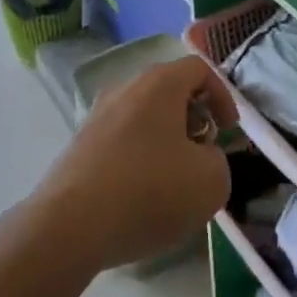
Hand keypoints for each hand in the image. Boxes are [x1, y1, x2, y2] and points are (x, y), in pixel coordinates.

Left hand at [34, 56, 238, 273]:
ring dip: (165, 143)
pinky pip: (121, 142)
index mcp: (160, 83)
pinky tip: (139, 199)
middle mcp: (126, 88)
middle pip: (170, 92)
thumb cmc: (148, 192)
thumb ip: (219, 161)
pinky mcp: (79, 146)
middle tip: (202, 157)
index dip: (223, 97)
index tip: (229, 132)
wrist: (68, 227)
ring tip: (172, 184)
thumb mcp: (210, 182)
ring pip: (144, 118)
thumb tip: (202, 158)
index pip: (200, 69)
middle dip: (193, 122)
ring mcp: (97, 116)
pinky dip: (138, 160)